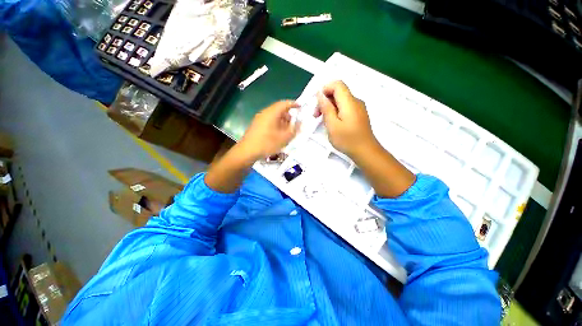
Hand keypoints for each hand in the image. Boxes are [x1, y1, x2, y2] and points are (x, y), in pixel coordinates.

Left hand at [239, 100, 299, 160]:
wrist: (247, 151)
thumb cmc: (267, 143)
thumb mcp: (284, 138)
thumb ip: (294, 129)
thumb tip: (299, 122)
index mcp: (271, 113)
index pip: (284, 103)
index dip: (293, 104)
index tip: (300, 107)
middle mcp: (265, 113)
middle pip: (279, 109)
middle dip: (288, 115)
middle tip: (294, 123)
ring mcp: (259, 119)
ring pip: (274, 116)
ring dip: (282, 121)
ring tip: (287, 130)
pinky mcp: (256, 125)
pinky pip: (269, 121)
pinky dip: (276, 124)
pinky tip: (278, 134)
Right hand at [315, 81, 377, 158]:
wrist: (366, 151)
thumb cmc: (347, 140)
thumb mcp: (332, 125)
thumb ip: (326, 108)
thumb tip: (320, 94)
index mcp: (349, 102)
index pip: (337, 84)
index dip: (325, 89)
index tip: (317, 103)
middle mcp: (355, 101)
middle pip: (338, 92)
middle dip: (325, 100)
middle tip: (316, 115)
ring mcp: (358, 108)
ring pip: (341, 100)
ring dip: (329, 107)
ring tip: (323, 121)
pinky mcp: (359, 115)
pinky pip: (345, 107)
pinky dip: (336, 112)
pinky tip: (333, 123)